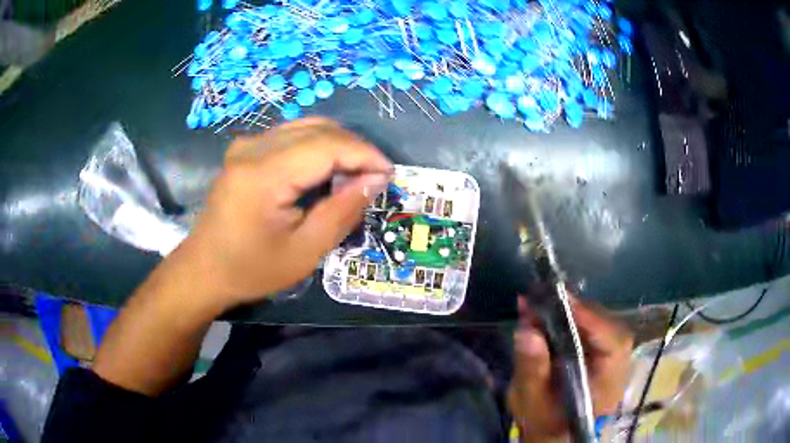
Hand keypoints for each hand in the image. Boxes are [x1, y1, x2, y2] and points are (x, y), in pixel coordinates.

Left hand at [172, 118, 391, 309]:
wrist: (204, 270)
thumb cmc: (251, 269)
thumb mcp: (304, 252)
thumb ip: (341, 212)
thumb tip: (375, 180)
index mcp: (265, 174)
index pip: (327, 145)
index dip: (364, 154)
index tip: (389, 173)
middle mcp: (254, 148)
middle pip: (318, 130)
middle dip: (354, 148)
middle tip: (374, 176)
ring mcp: (246, 145)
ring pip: (305, 128)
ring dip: (337, 145)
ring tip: (355, 173)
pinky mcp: (244, 151)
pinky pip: (290, 136)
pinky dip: (316, 147)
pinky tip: (325, 170)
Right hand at [507, 297, 632, 441]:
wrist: (554, 434)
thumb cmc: (544, 422)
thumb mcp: (531, 402)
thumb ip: (531, 370)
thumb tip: (527, 331)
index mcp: (608, 383)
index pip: (613, 342)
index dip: (590, 318)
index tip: (560, 301)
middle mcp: (618, 365)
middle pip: (607, 326)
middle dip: (576, 311)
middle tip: (542, 300)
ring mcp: (613, 358)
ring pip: (600, 324)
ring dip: (572, 313)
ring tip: (542, 306)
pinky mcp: (603, 353)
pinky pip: (593, 329)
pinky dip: (572, 320)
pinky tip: (551, 315)